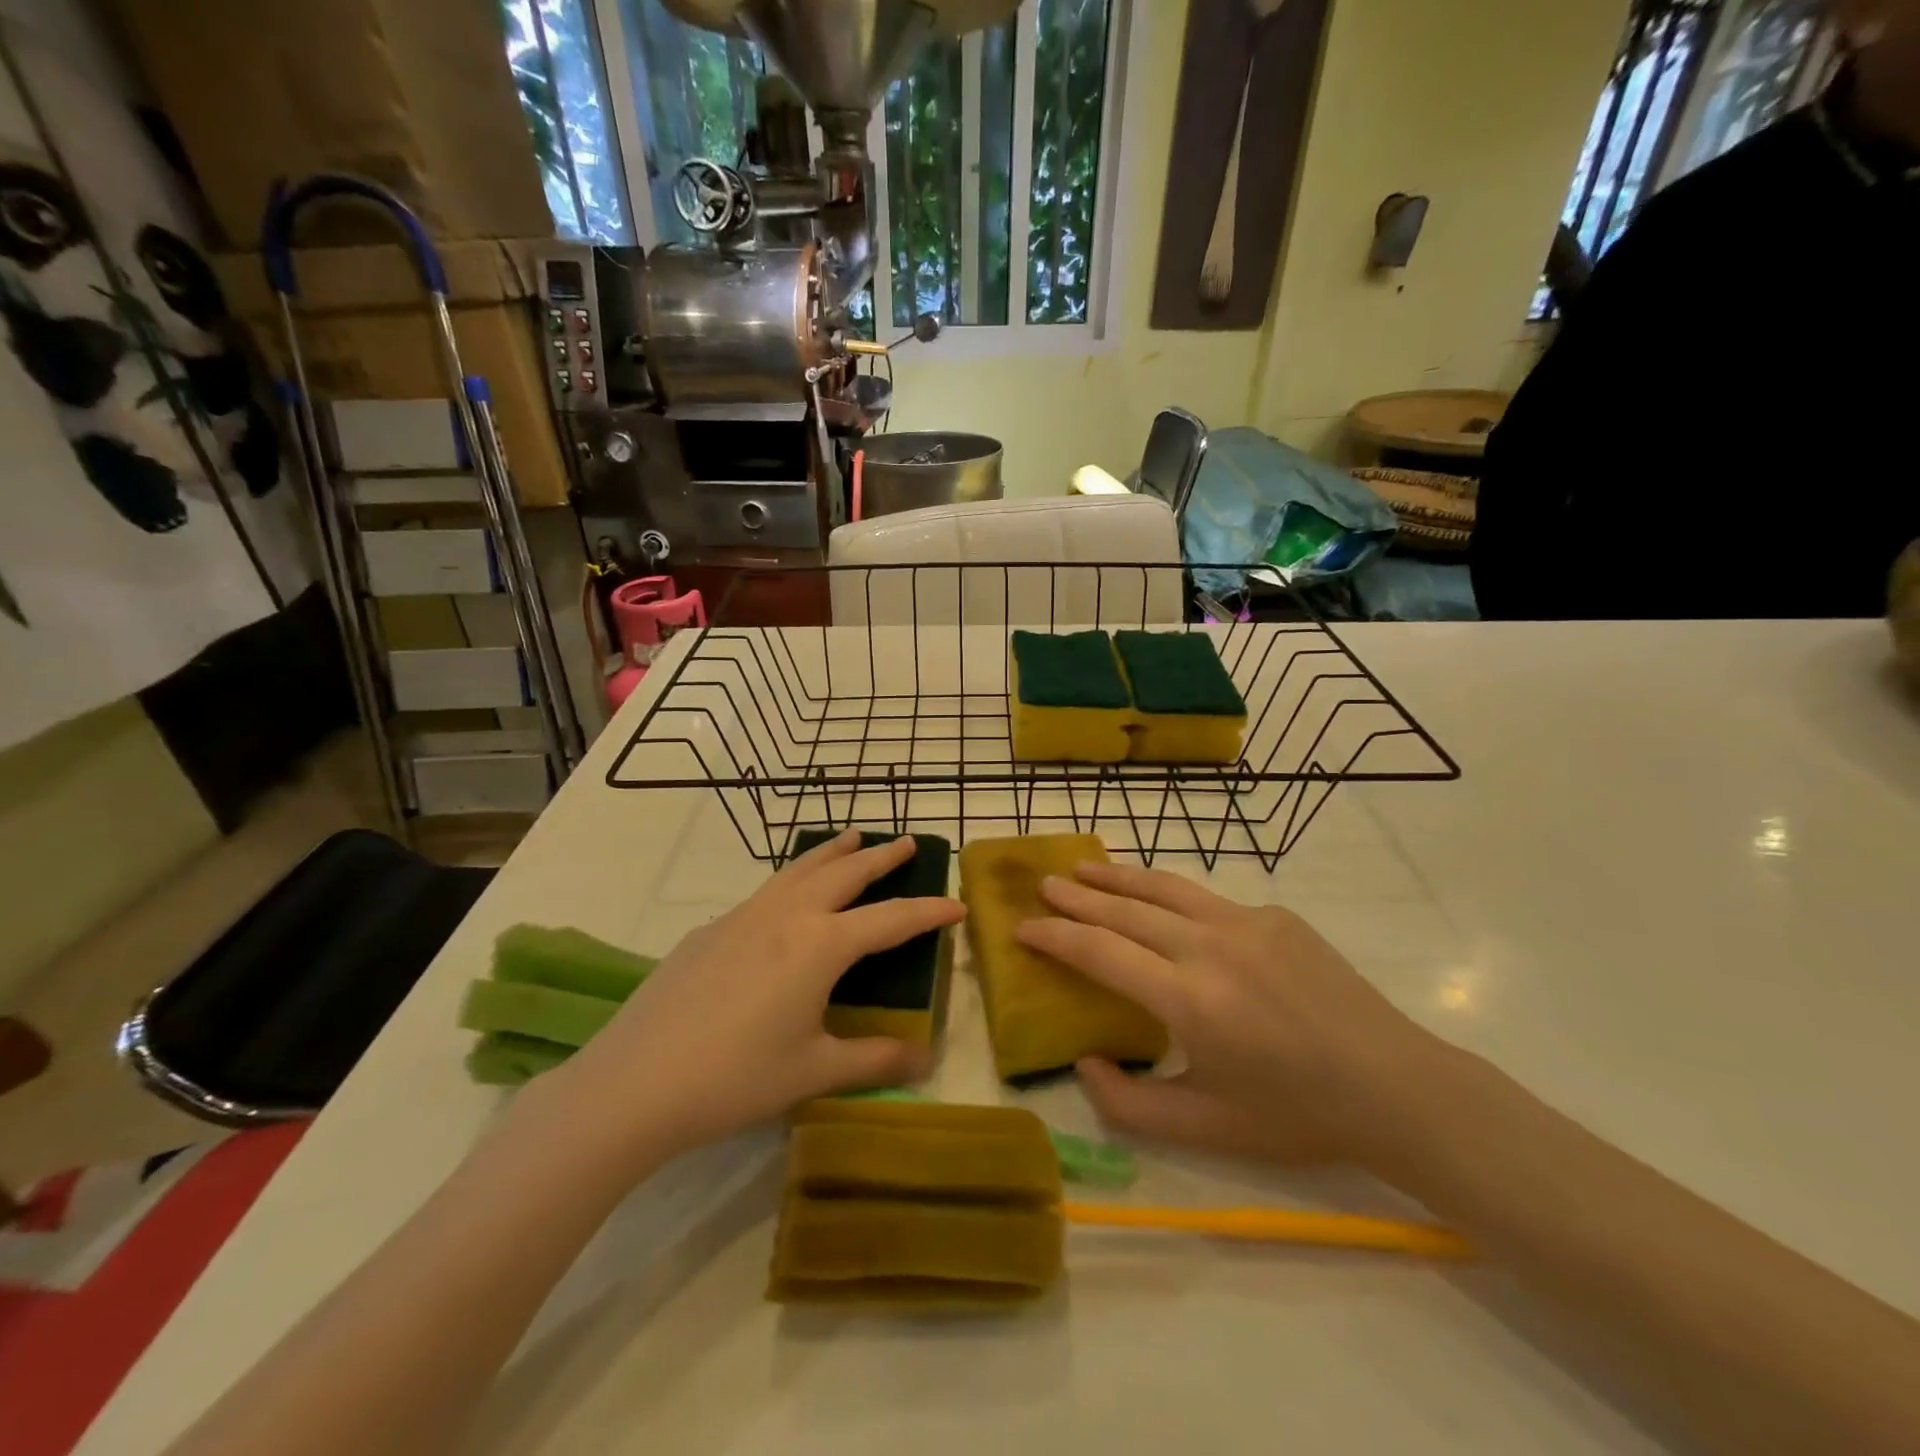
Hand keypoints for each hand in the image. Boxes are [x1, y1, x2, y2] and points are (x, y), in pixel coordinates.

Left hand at [541, 830, 963, 1167]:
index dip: (928, 911)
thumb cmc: (735, 1078)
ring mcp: (744, 916)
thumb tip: (925, 1058)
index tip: (957, 903)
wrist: (634, 1082)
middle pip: (845, 874)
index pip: (891, 919)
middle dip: (881, 858)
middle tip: (907, 841)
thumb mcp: (814, 1072)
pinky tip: (788, 897)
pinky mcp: (710, 929)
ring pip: (800, 870)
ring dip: (833, 853)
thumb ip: (875, 1059)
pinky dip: (793, 879)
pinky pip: (766, 891)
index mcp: (820, 945)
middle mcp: (787, 916)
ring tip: (853, 837)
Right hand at [1019, 862, 1435, 1169]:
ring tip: (1084, 868)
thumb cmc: (1296, 1116)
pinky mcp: (1276, 916)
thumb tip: (1085, 1062)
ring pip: (1165, 888)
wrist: (1395, 1087)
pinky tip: (1162, 905)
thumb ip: (1130, 1103)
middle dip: (1077, 897)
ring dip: (1118, 877)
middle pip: (1126, 910)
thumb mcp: (1206, 1128)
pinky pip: (1209, 902)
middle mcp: (1211, 947)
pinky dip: (1170, 897)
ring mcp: (1247, 923)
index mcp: (1189, 1000)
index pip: (1100, 953)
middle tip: (1043, 885)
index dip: (1055, 937)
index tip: (1023, 927)